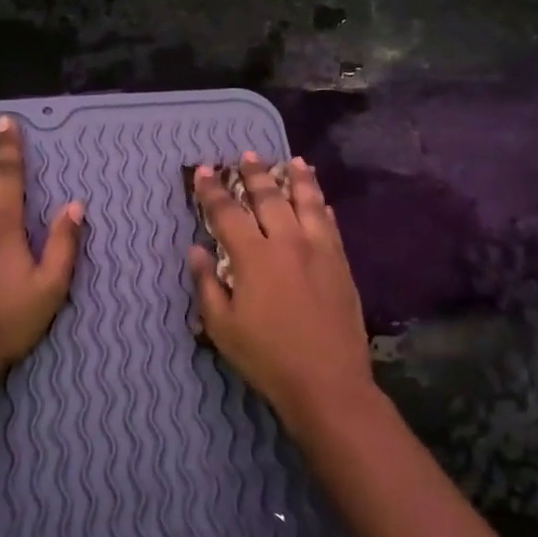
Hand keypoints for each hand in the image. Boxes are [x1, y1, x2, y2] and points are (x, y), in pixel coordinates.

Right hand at [188, 154, 374, 431]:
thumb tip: (196, 250)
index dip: (213, 190)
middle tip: (247, 155)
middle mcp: (288, 242)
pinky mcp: (341, 263)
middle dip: (255, 174)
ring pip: (308, 202)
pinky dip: (322, 206)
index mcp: (254, 256)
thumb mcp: (222, 327)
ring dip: (298, 178)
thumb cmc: (267, 357)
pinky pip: (331, 224)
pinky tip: (321, 200)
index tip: (204, 170)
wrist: (327, 381)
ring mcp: (320, 250)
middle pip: (270, 197)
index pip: (227, 212)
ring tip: (293, 160)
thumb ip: (208, 284)